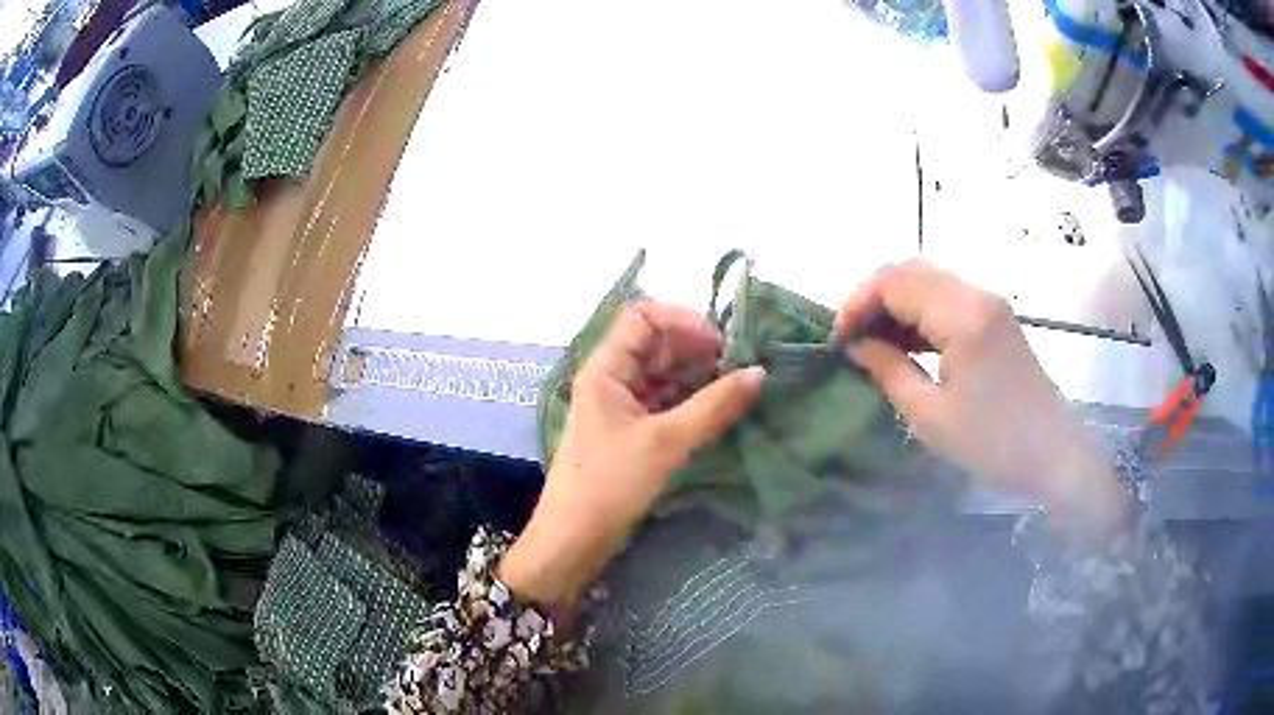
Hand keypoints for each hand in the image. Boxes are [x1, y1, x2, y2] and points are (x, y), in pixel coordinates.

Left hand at [499, 303, 764, 607]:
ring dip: (695, 375)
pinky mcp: (627, 430)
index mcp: (605, 369)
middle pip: (654, 343)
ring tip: (732, 388)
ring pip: (660, 373)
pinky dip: (687, 400)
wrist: (574, 539)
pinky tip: (714, 410)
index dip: (683, 322)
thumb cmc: (612, 484)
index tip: (721, 344)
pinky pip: (661, 400)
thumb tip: (759, 372)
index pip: (643, 318)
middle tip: (736, 366)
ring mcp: (618, 405)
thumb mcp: (666, 442)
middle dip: (694, 348)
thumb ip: (714, 406)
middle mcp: (609, 378)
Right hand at [835, 260, 1128, 540]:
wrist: (1053, 453)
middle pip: (910, 270)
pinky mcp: (995, 317)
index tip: (837, 339)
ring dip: (896, 302)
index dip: (857, 303)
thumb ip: (889, 370)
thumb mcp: (930, 416)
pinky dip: (920, 311)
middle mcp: (976, 295)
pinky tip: (907, 342)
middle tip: (852, 337)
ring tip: (874, 342)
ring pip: (928, 279)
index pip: (895, 282)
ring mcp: (989, 302)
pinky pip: (947, 297)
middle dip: (873, 297)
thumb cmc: (992, 442)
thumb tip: (857, 346)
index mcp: (961, 316)